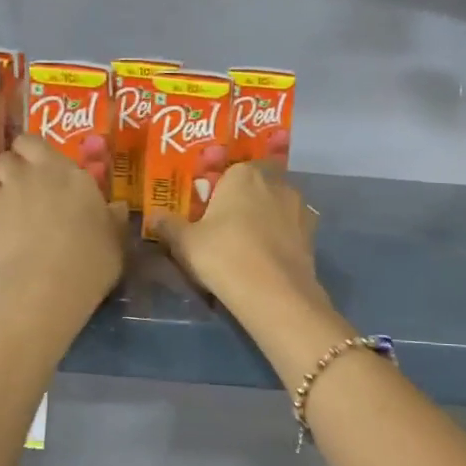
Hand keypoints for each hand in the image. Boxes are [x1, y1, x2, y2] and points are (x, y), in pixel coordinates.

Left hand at [0, 135, 126, 321]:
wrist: (39, 290)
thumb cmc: (89, 260)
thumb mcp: (114, 242)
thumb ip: (111, 220)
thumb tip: (116, 207)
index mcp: (64, 173)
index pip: (35, 143)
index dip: (33, 152)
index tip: (42, 167)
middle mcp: (28, 177)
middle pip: (7, 157)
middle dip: (12, 167)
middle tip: (25, 188)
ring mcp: (0, 200)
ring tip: (11, 219)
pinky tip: (2, 245)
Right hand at [149, 163, 325, 323]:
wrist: (274, 293)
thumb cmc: (223, 256)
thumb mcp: (185, 243)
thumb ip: (168, 225)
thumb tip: (153, 216)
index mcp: (243, 174)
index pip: (228, 172)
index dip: (217, 191)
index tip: (208, 212)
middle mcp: (276, 182)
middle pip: (255, 186)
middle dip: (244, 202)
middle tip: (226, 228)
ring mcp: (299, 207)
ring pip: (276, 207)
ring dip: (265, 219)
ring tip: (249, 246)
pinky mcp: (312, 234)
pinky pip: (290, 229)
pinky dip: (281, 238)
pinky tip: (268, 259)